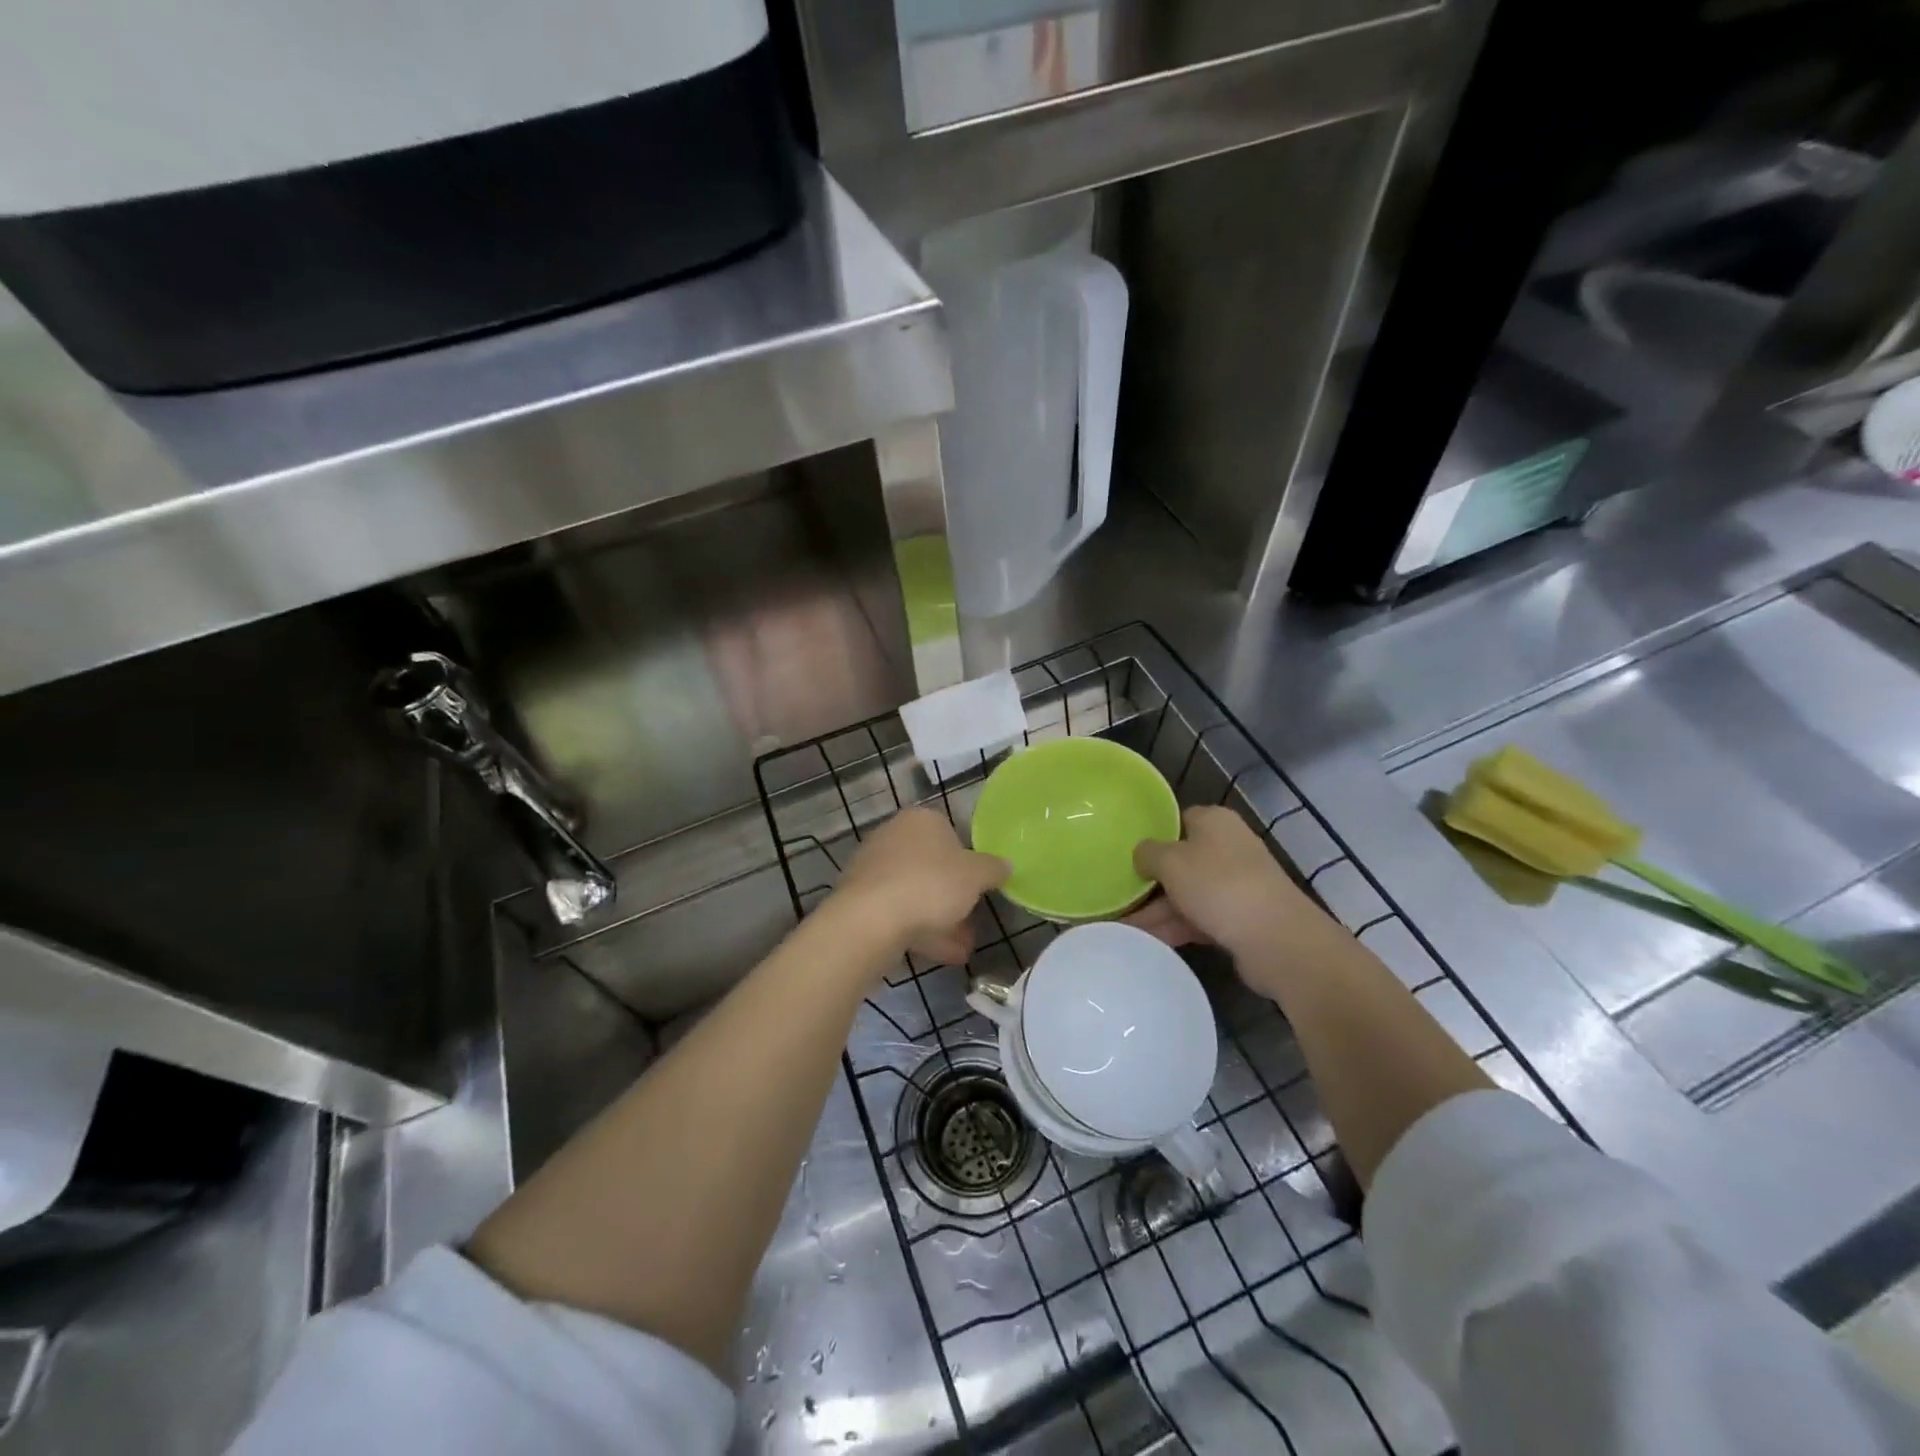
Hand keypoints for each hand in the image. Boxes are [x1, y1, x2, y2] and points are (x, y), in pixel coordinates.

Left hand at [833, 808, 1008, 966]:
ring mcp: (873, 868)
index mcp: (921, 820)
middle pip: (932, 868)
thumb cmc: (931, 884)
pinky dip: (919, 930)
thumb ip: (994, 869)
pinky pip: (898, 912)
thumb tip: (1006, 865)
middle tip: (972, 924)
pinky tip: (940, 955)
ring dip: (940, 921)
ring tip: (962, 950)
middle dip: (954, 899)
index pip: (952, 835)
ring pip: (916, 893)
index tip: (980, 889)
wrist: (871, 920)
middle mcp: (893, 836)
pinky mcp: (860, 899)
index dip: (969, 864)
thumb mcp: (976, 876)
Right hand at [1130, 806, 1348, 994]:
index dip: (1151, 835)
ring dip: (1157, 910)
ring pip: (1187, 892)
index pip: (1176, 820)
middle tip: (1117, 894)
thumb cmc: (1218, 885)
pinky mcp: (1241, 917)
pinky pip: (1198, 918)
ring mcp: (1237, 883)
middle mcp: (1228, 847)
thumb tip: (1142, 854)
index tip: (1124, 853)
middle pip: (1180, 860)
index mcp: (1214, 821)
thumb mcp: (1170, 861)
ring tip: (1122, 927)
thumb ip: (1147, 853)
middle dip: (1150, 880)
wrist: (1275, 938)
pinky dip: (1175, 927)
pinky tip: (1146, 941)